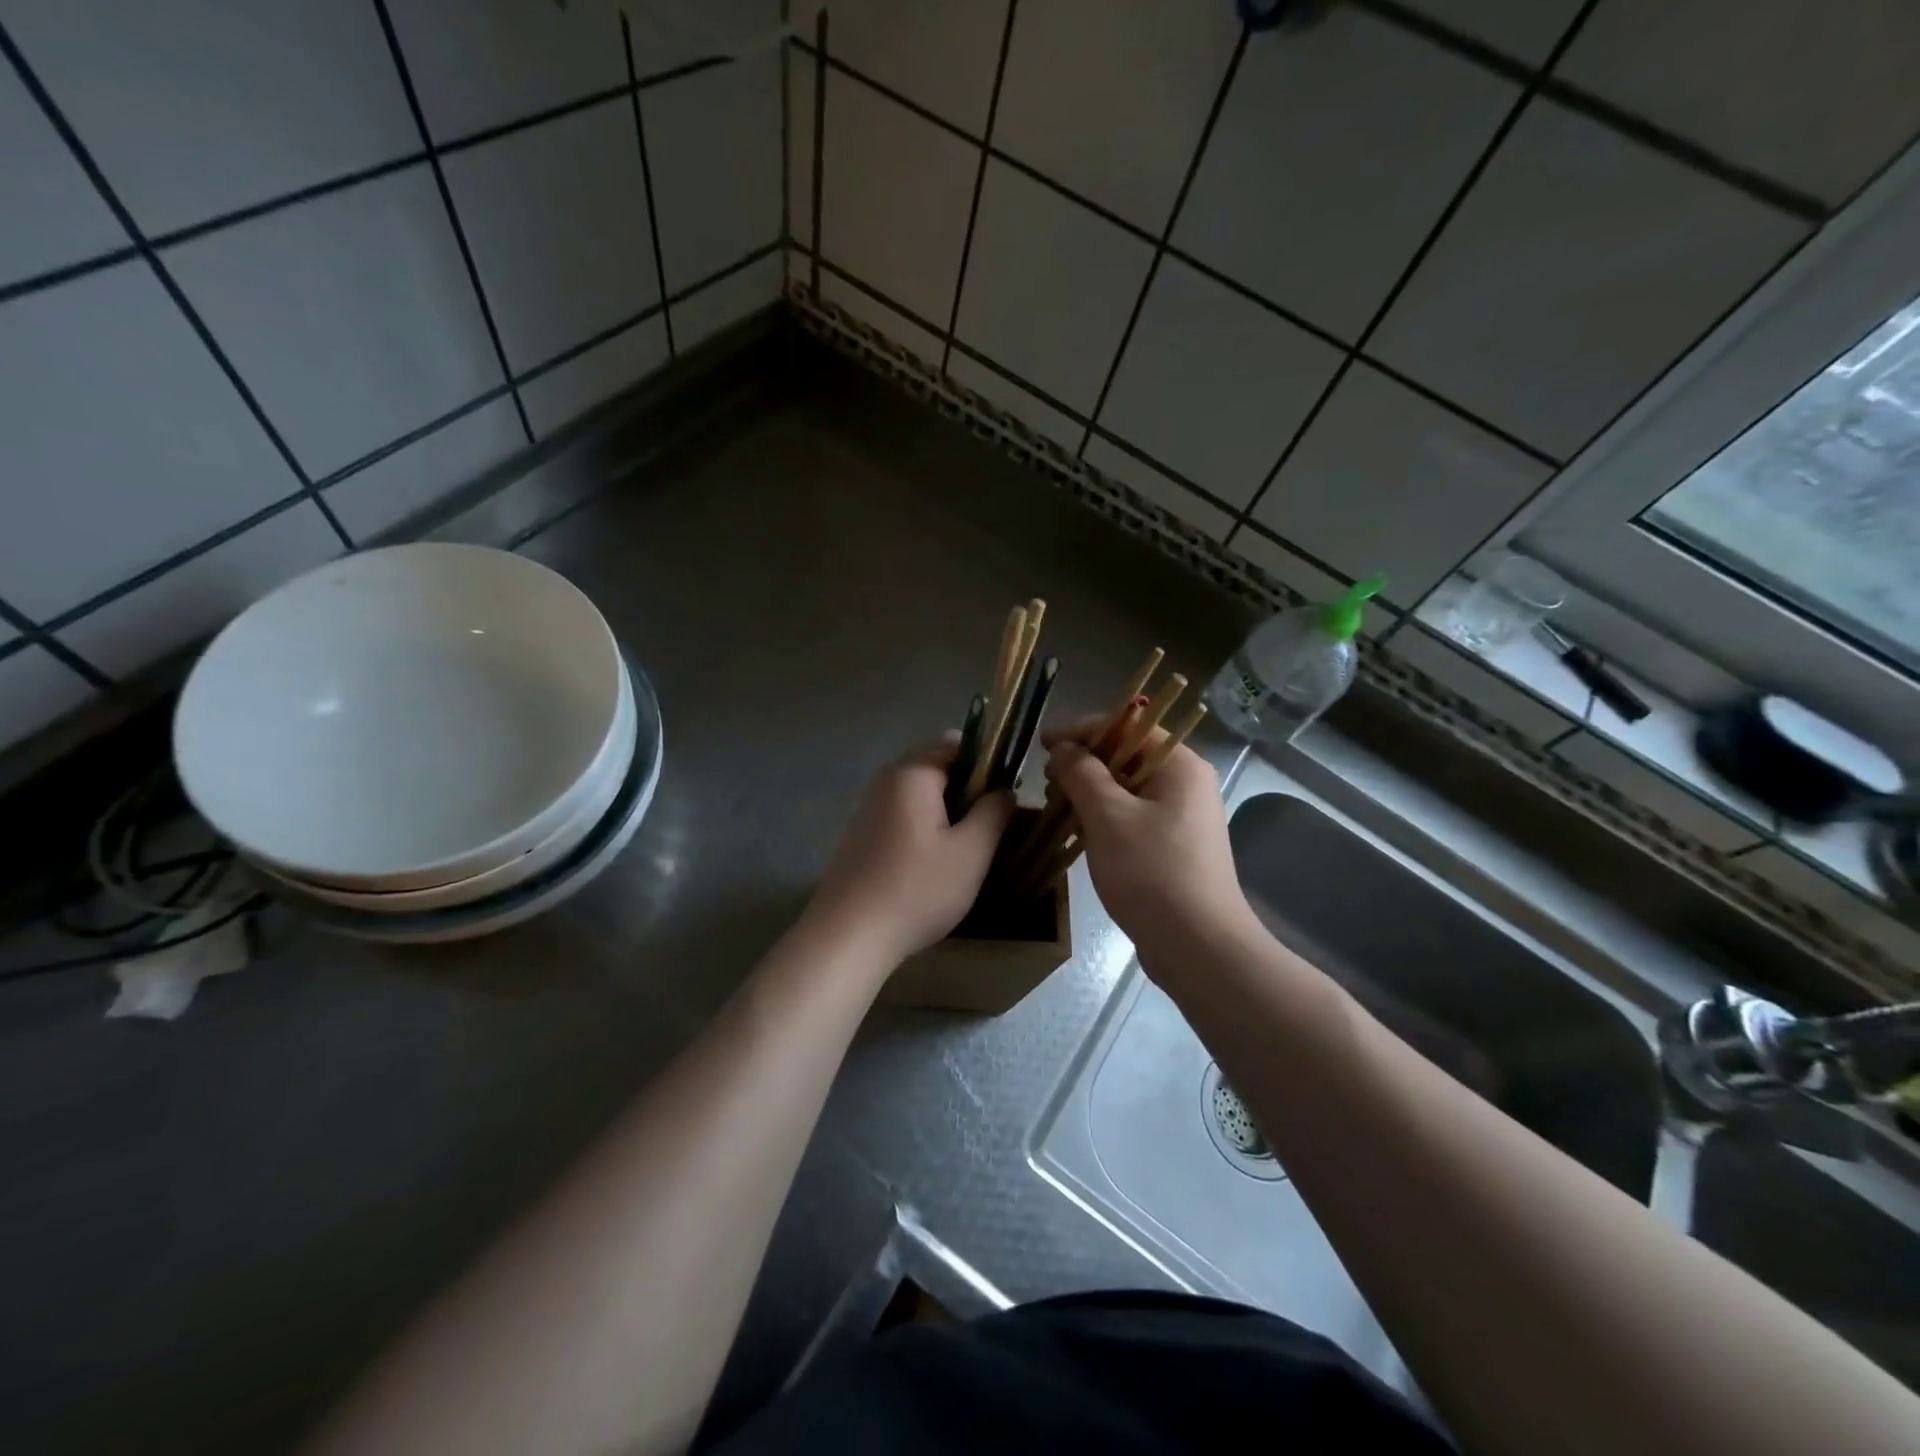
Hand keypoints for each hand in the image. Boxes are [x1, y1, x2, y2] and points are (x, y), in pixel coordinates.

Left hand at [808, 741, 1014, 964]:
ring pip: (921, 795)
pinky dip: (926, 827)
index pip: (957, 744)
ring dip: (948, 811)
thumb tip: (1005, 790)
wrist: (848, 936)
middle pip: (938, 768)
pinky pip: (904, 815)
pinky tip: (936, 862)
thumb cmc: (917, 889)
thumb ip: (994, 813)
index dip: (988, 762)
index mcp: (912, 774)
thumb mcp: (971, 852)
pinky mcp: (862, 834)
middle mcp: (886, 780)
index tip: (1008, 793)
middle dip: (969, 789)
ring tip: (970, 847)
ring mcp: (869, 807)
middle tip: (994, 825)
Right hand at [1046, 725, 1253, 962]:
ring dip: (1091, 791)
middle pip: (1129, 755)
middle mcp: (1187, 784)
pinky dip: (1105, 816)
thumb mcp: (1107, 817)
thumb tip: (1064, 749)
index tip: (1042, 743)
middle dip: (1084, 762)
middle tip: (1047, 778)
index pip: (1128, 726)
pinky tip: (1079, 830)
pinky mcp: (1175, 846)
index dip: (1082, 730)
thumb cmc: (1152, 873)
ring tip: (1056, 805)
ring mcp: (1184, 817)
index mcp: (1180, 766)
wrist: (1198, 947)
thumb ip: (1082, 773)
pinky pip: (1134, 816)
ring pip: (1129, 788)